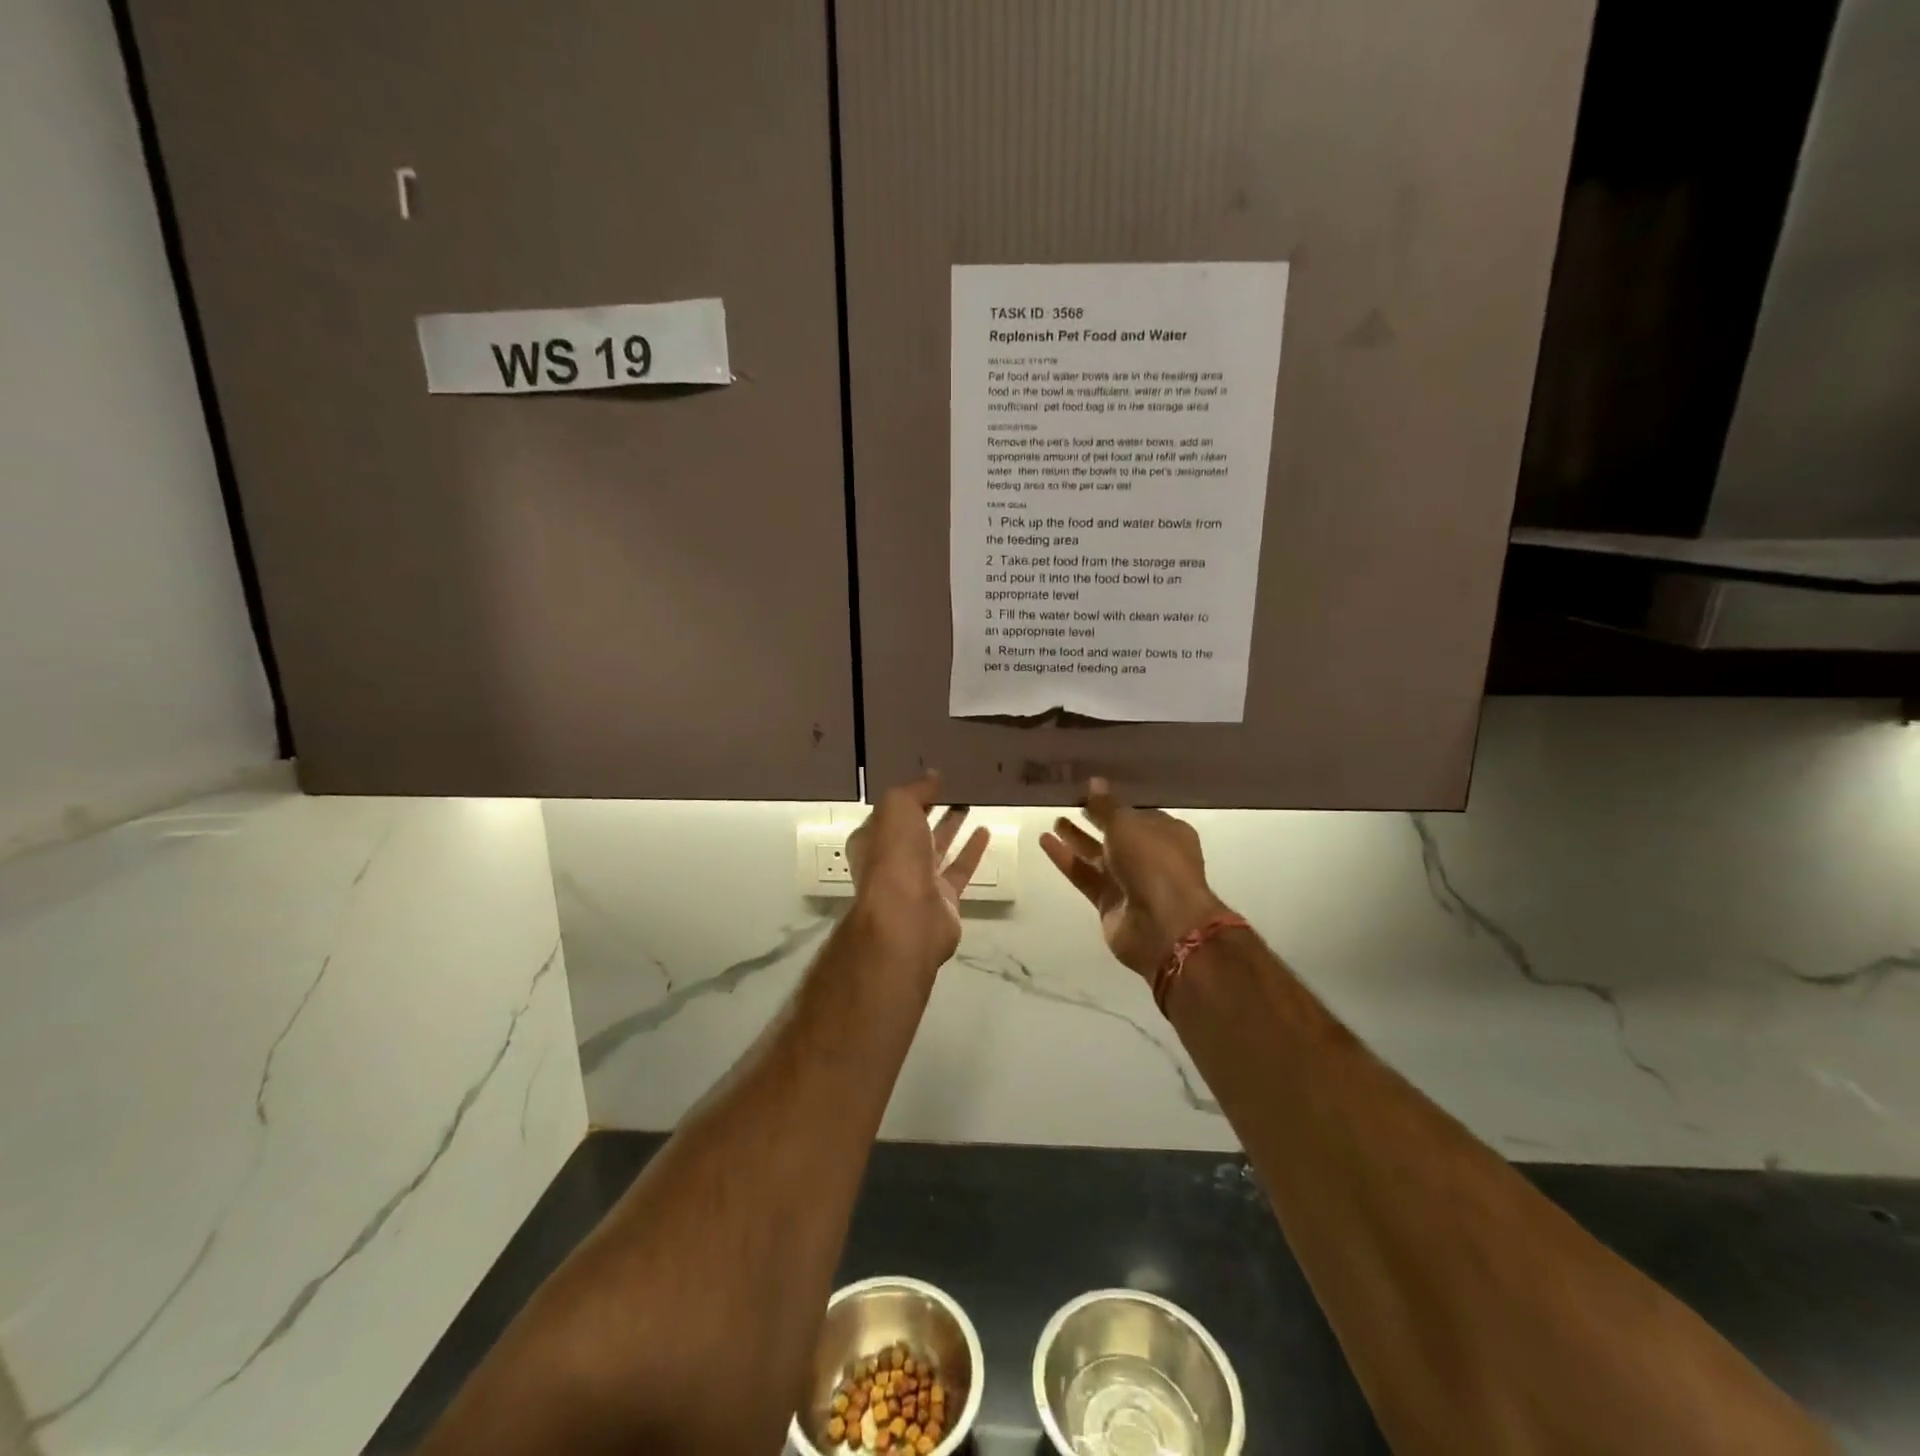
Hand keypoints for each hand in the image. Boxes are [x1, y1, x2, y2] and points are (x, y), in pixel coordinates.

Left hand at [846, 772, 990, 971]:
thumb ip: (915, 790)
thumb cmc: (893, 857)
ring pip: (936, 847)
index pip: (889, 813)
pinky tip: (985, 831)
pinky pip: (959, 868)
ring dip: (951, 826)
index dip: (907, 796)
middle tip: (954, 787)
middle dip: (930, 809)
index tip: (930, 779)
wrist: (907, 917)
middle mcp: (891, 861)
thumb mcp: (897, 808)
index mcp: (871, 840)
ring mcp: (917, 881)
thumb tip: (933, 777)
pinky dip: (971, 850)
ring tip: (971, 802)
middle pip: (913, 830)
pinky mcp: (944, 898)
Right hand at [1040, 778, 1228, 979]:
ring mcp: (1129, 881)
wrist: (1162, 924)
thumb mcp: (1127, 824)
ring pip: (1097, 855)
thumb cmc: (1153, 862)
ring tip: (1054, 820)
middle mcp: (1149, 855)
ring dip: (1077, 838)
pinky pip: (1083, 875)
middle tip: (1069, 802)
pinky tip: (1045, 841)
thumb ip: (1106, 805)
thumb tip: (1094, 782)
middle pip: (1117, 834)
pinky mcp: (1108, 902)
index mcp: (1166, 832)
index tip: (1089, 790)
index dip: (1114, 802)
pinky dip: (1065, 859)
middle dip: (1095, 819)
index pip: (1137, 813)